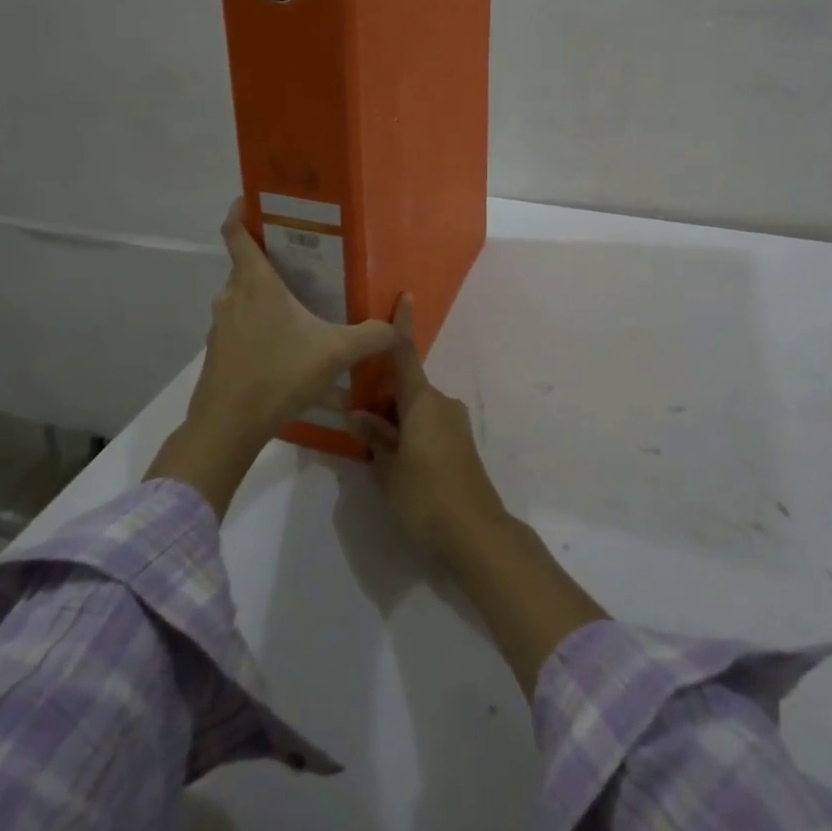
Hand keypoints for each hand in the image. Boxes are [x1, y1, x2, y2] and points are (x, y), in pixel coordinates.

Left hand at [149, 198, 397, 516]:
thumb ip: (371, 336)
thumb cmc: (278, 375)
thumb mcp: (335, 354)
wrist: (227, 427)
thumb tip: (400, 325)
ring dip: (263, 293)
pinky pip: (239, 323)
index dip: (241, 211)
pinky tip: (283, 342)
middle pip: (244, 264)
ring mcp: (220, 325)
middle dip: (269, 256)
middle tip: (303, 257)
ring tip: (297, 300)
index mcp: (256, 283)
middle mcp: (232, 296)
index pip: (236, 232)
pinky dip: (257, 322)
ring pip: (241, 296)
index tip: (254, 199)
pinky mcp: (218, 351)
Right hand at [348, 295, 507, 562]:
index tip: (405, 297)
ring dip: (395, 420)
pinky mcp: (461, 445)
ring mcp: (455, 425)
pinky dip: (410, 432)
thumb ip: (374, 437)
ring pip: (417, 410)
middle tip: (355, 420)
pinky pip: (429, 426)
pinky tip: (396, 461)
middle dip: (382, 398)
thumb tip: (357, 414)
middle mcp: (442, 404)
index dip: (402, 327)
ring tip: (372, 449)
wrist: (476, 533)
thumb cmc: (425, 496)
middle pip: (407, 388)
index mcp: (423, 401)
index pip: (407, 356)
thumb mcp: (388, 469)